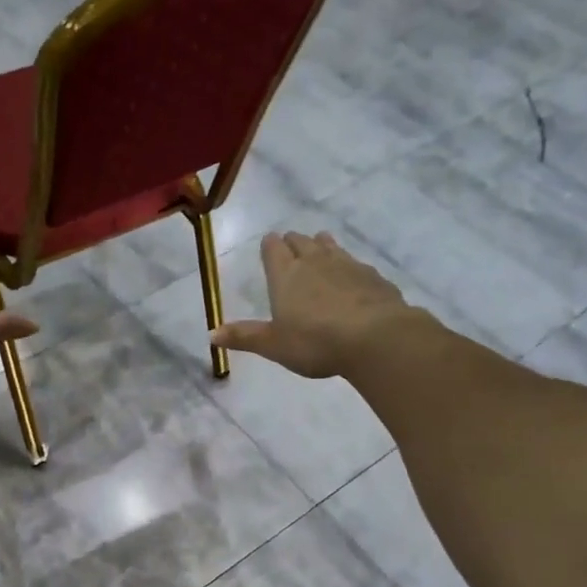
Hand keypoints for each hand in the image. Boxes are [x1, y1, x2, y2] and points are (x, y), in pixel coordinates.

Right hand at [211, 231, 417, 379]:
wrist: (375, 337)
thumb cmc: (315, 342)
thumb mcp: (274, 345)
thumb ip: (244, 337)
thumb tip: (210, 334)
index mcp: (285, 275)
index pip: (273, 248)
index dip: (269, 246)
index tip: (269, 245)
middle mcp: (314, 261)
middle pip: (301, 241)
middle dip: (293, 242)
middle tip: (290, 247)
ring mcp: (347, 264)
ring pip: (330, 245)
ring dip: (321, 245)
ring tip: (319, 248)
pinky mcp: (372, 276)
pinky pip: (356, 263)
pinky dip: (348, 267)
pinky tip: (351, 278)